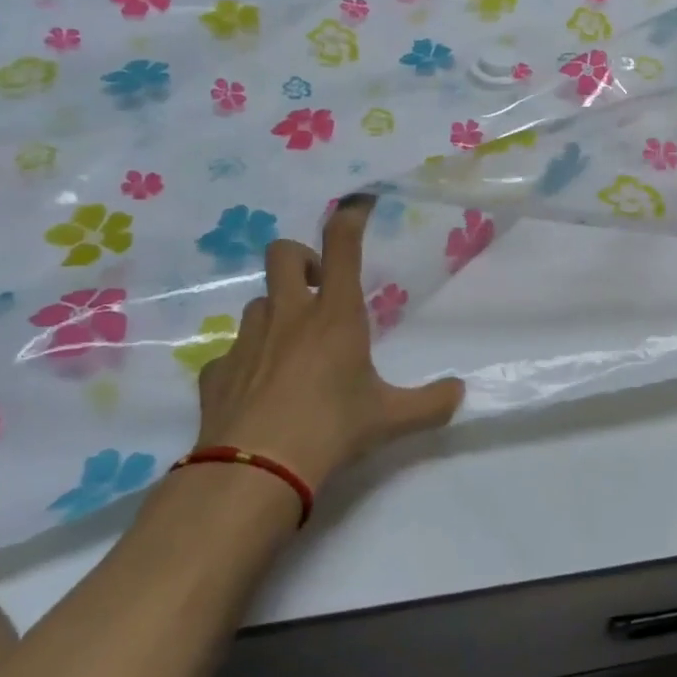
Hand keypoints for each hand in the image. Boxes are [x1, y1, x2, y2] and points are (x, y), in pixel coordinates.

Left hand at [193, 195, 464, 488]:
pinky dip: (248, 360)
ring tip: (292, 346)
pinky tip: (258, 389)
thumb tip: (460, 394)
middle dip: (300, 258)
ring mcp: (247, 341)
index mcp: (335, 315)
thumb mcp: (390, 418)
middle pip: (283, 254)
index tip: (358, 204)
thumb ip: (429, 402)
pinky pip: (232, 351)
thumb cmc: (331, 429)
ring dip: (276, 311)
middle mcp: (289, 316)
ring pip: (257, 302)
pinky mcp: (216, 372)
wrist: (254, 472)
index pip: (341, 246)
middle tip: (317, 286)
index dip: (350, 216)